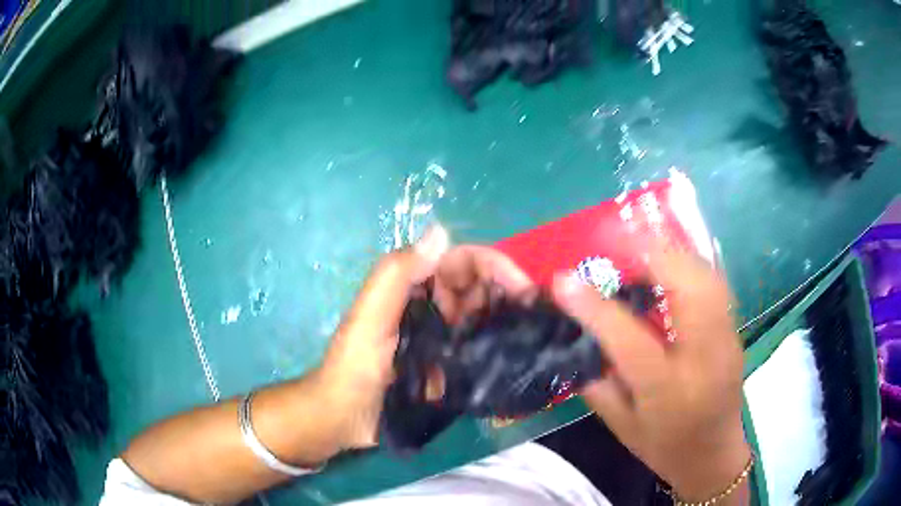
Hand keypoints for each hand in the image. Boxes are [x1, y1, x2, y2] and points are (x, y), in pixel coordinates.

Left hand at [321, 227, 533, 449]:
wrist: (347, 420)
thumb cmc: (353, 367)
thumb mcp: (369, 319)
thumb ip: (397, 275)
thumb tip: (441, 231)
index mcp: (412, 286)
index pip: (461, 261)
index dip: (493, 265)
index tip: (524, 286)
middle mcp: (432, 305)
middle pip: (478, 287)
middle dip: (509, 292)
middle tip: (539, 313)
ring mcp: (443, 336)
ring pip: (484, 316)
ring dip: (510, 318)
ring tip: (538, 332)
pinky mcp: (450, 365)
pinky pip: (481, 348)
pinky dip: (501, 345)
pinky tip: (522, 352)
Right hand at [552, 248, 750, 501]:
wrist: (714, 455)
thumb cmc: (665, 447)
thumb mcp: (621, 426)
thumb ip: (598, 382)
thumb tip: (576, 336)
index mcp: (668, 391)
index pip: (629, 340)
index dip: (594, 306)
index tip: (563, 279)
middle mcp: (704, 358)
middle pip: (688, 289)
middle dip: (650, 253)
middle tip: (614, 237)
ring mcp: (726, 339)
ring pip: (706, 277)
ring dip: (672, 252)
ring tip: (640, 241)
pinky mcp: (734, 330)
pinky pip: (714, 283)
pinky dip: (690, 262)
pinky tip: (670, 259)